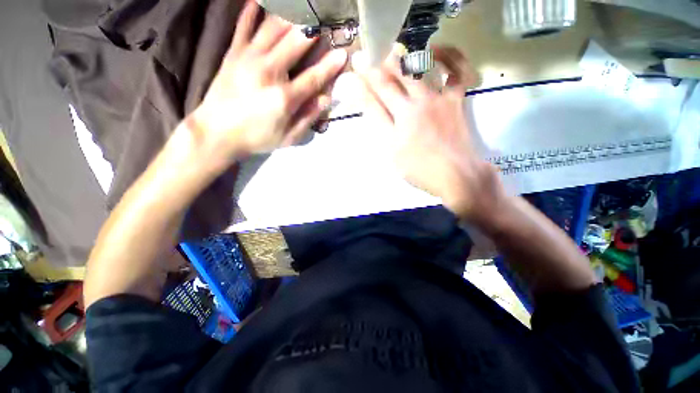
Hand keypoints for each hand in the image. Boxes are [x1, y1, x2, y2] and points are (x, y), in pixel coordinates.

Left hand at [190, 1, 346, 159]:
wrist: (217, 132)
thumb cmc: (257, 137)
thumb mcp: (288, 137)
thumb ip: (308, 117)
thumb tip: (326, 98)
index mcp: (284, 97)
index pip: (314, 77)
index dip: (330, 66)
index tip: (343, 53)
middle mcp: (268, 71)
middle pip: (296, 42)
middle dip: (313, 29)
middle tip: (325, 19)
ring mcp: (248, 58)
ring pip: (273, 27)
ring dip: (290, 14)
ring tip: (302, 8)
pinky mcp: (233, 53)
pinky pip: (244, 25)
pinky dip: (252, 10)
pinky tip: (259, 0)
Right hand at [359, 47, 503, 222]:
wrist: (455, 174)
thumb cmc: (418, 168)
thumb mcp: (391, 150)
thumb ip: (378, 122)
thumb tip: (366, 102)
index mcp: (400, 118)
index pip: (378, 92)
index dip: (365, 78)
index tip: (356, 68)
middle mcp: (418, 102)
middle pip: (396, 78)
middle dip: (380, 65)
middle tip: (370, 55)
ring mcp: (439, 98)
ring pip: (419, 71)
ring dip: (403, 58)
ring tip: (392, 51)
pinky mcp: (456, 100)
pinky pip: (457, 72)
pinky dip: (450, 57)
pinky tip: (437, 50)